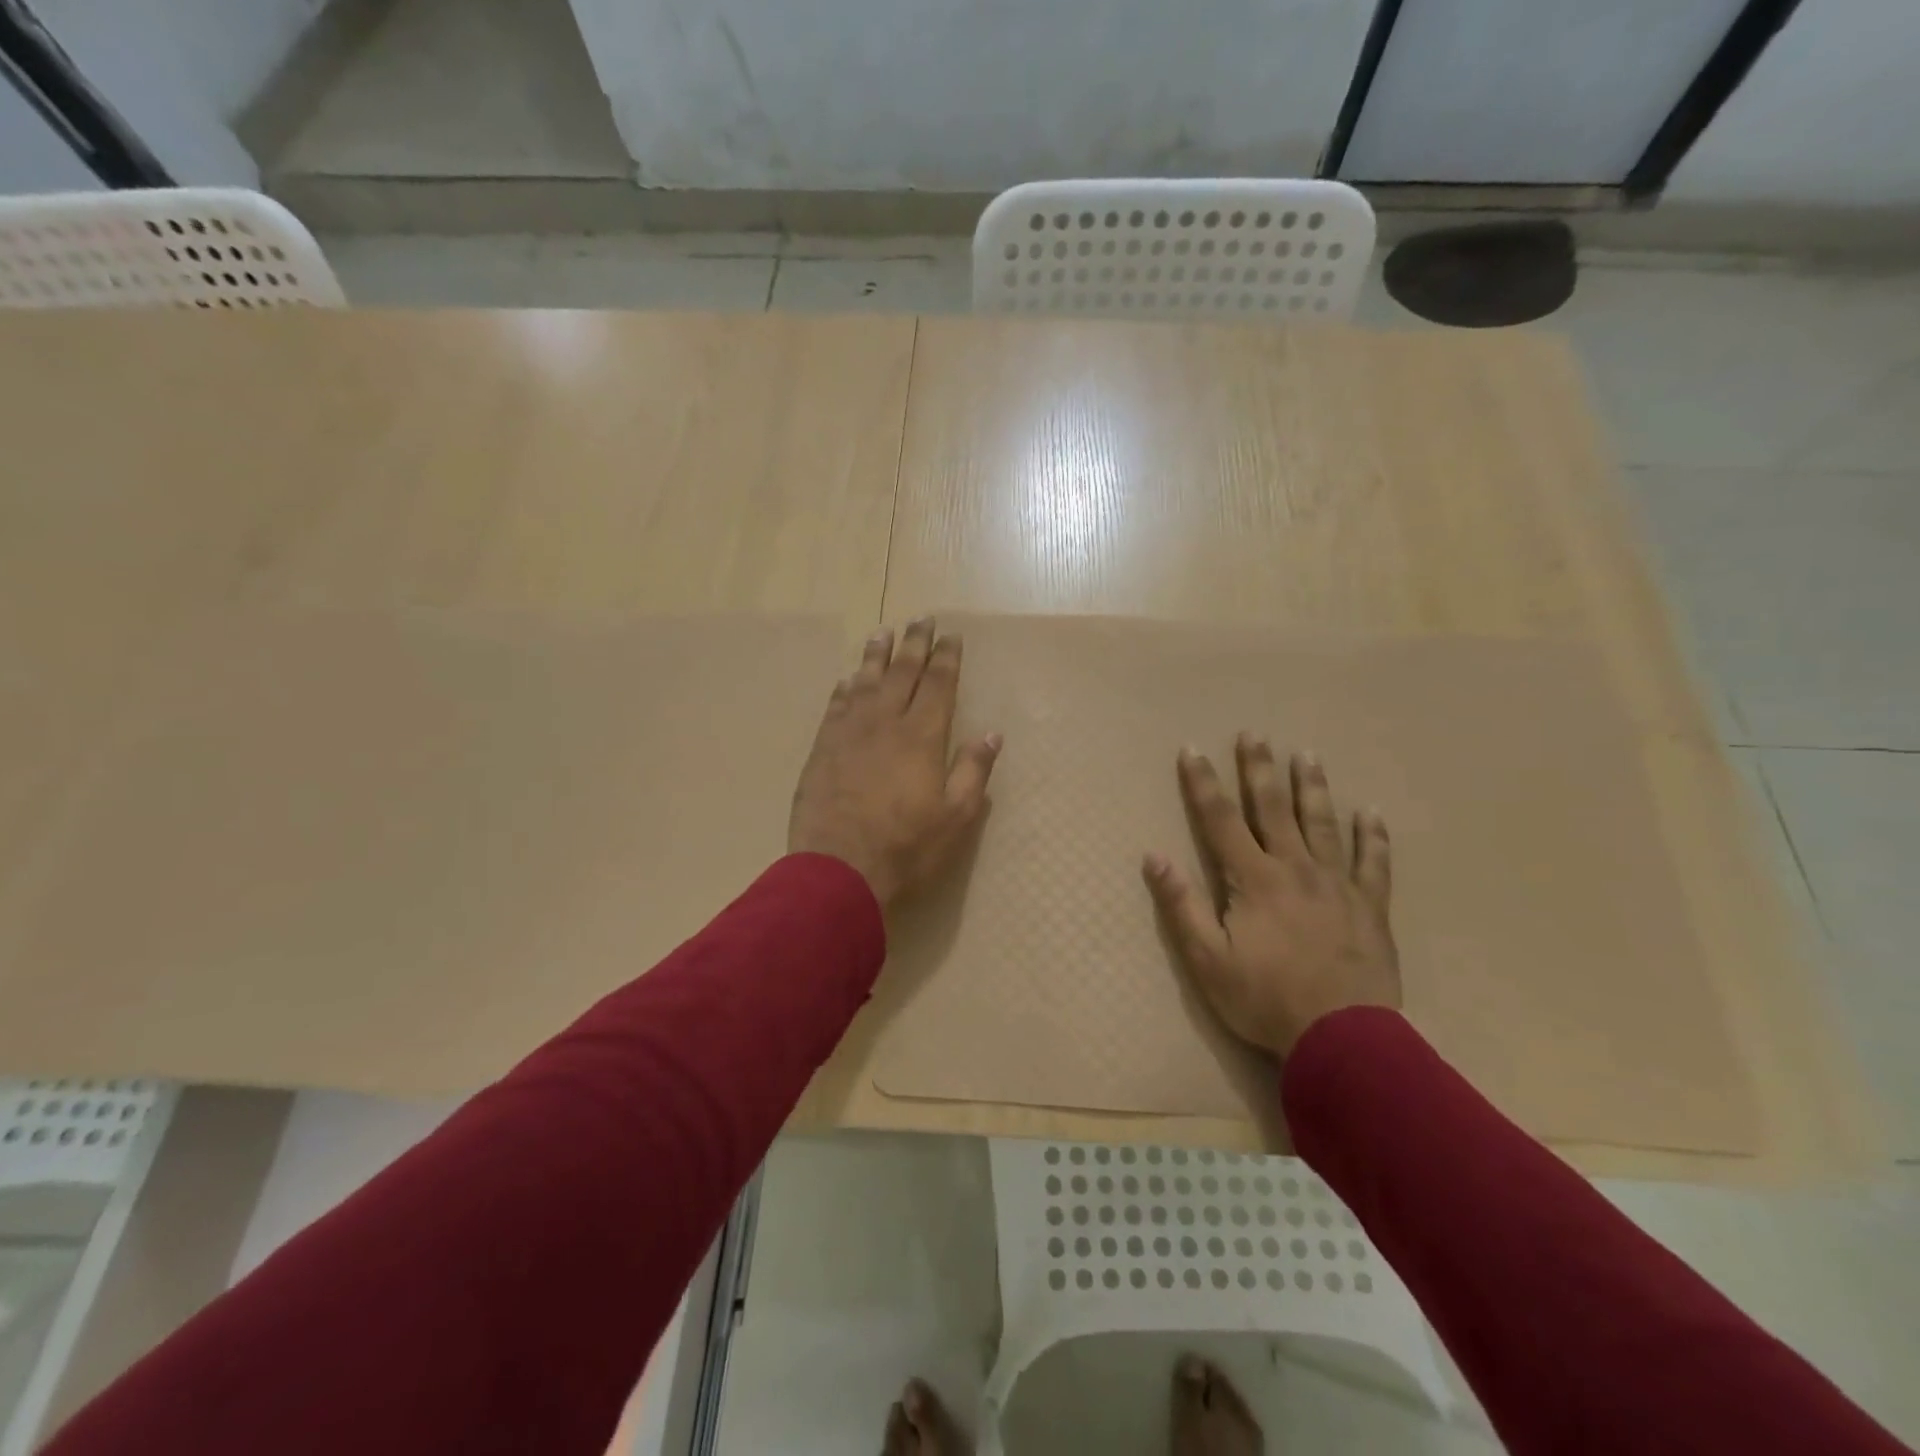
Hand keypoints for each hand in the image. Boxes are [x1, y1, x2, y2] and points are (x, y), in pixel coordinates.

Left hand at [789, 618, 1000, 908]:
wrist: (838, 869)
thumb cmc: (906, 846)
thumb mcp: (956, 816)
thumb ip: (973, 771)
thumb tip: (991, 733)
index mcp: (922, 736)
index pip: (939, 684)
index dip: (947, 657)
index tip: (951, 635)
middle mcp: (885, 722)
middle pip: (902, 672)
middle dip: (914, 643)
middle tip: (921, 619)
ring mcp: (849, 733)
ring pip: (865, 681)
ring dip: (876, 655)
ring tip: (883, 632)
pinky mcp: (822, 749)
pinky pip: (836, 706)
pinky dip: (845, 688)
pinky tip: (849, 680)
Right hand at [1144, 735, 1399, 1056]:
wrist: (1342, 1039)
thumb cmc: (1264, 999)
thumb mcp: (1207, 958)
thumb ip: (1181, 905)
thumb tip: (1153, 857)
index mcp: (1254, 879)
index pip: (1221, 819)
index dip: (1203, 783)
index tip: (1192, 750)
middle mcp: (1295, 868)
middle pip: (1273, 808)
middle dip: (1259, 769)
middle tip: (1254, 734)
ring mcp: (1338, 885)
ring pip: (1324, 824)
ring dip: (1313, 787)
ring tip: (1307, 755)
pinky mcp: (1370, 907)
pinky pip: (1374, 863)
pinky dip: (1373, 837)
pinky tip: (1372, 814)